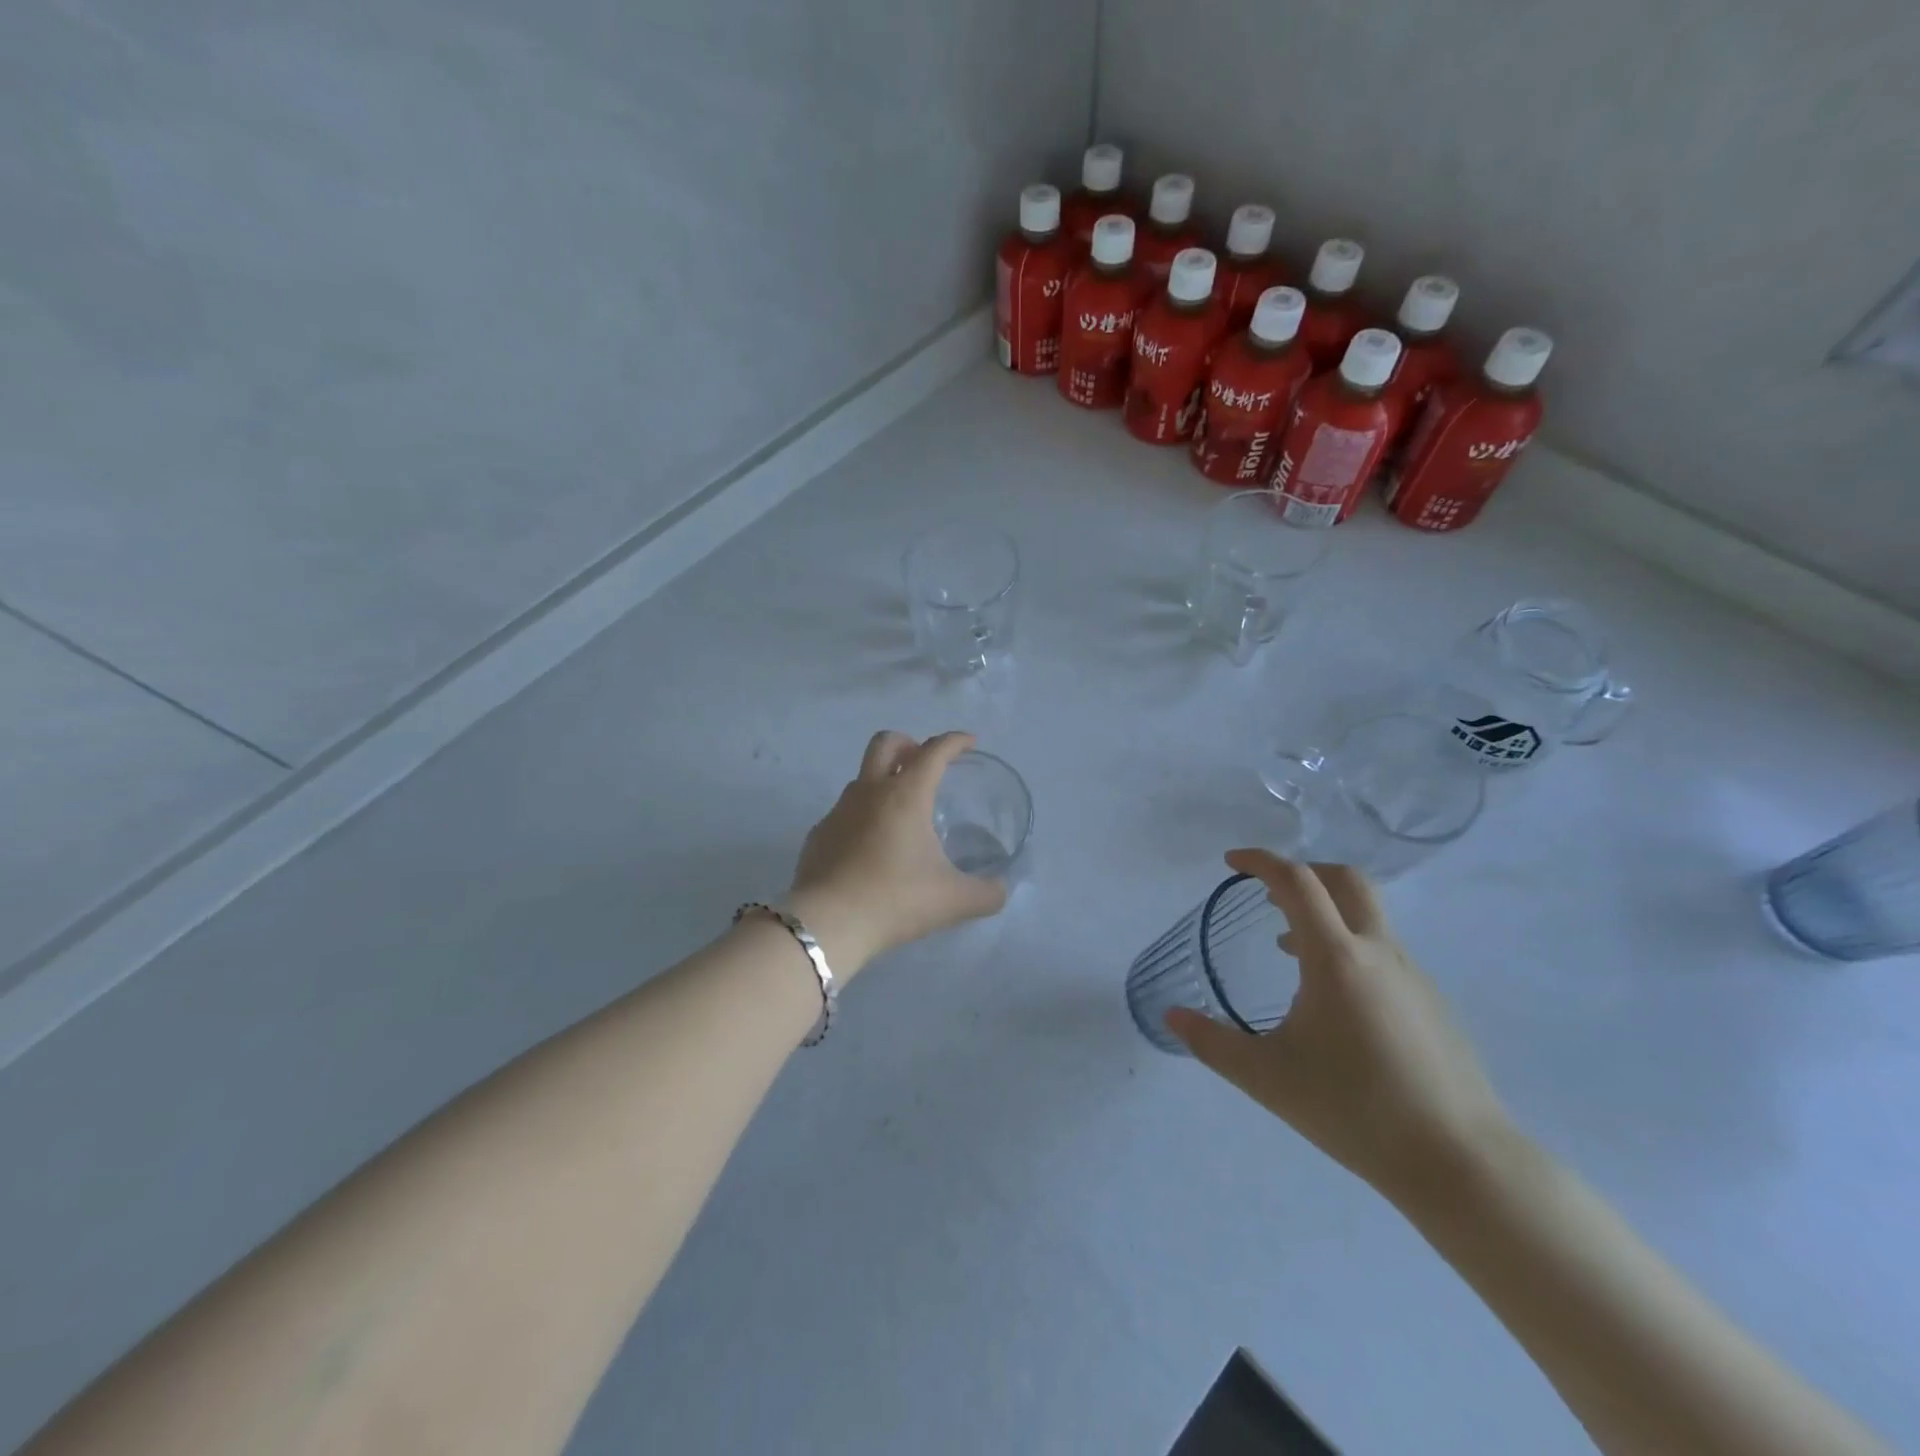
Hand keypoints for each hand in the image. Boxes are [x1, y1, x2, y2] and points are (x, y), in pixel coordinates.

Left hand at [787, 731, 1007, 974]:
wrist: (827, 924)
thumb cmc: (895, 900)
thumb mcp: (953, 900)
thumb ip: (986, 893)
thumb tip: (1001, 890)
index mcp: (905, 795)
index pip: (934, 751)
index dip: (955, 741)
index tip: (969, 743)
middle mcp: (869, 792)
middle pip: (885, 743)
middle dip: (908, 744)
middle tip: (924, 763)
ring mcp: (838, 811)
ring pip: (862, 778)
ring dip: (883, 781)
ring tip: (901, 814)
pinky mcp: (819, 835)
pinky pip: (844, 813)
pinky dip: (862, 817)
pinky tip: (871, 849)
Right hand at [1165, 849, 1513, 1203]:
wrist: (1461, 1163)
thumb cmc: (1354, 1110)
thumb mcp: (1266, 1078)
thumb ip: (1212, 1043)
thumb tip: (1172, 1016)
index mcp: (1336, 958)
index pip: (1296, 882)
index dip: (1261, 861)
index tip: (1231, 863)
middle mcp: (1379, 953)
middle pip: (1346, 880)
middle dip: (1304, 872)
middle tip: (1268, 893)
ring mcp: (1414, 976)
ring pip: (1368, 917)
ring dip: (1326, 914)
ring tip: (1287, 949)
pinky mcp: (1433, 1004)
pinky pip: (1384, 953)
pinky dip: (1349, 948)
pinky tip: (1334, 1001)